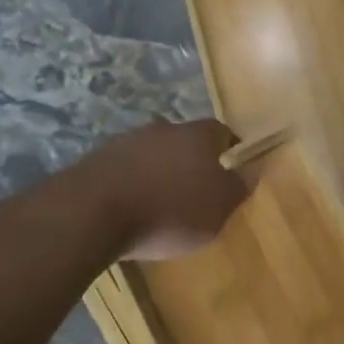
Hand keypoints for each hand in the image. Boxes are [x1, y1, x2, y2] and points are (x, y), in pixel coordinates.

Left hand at [93, 118, 248, 260]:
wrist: (91, 213)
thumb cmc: (170, 211)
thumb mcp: (219, 208)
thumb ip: (238, 188)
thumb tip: (251, 170)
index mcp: (198, 135)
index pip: (222, 132)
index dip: (229, 150)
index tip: (233, 171)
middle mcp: (163, 129)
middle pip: (185, 141)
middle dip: (192, 161)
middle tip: (197, 190)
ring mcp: (125, 142)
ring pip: (153, 153)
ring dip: (159, 172)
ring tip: (161, 204)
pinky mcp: (95, 161)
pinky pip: (125, 170)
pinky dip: (133, 185)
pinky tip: (131, 209)